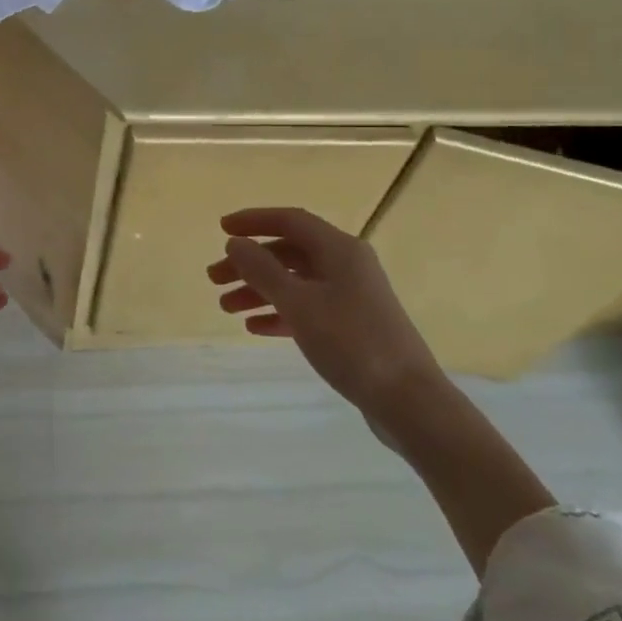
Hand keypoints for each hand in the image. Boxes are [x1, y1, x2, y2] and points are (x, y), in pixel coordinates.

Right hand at [206, 207, 441, 415]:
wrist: (408, 400)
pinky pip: (308, 308)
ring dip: (259, 290)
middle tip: (214, 279)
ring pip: (296, 282)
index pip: (290, 221)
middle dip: (250, 263)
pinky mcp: (352, 325)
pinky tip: (255, 327)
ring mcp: (351, 296)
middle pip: (288, 253)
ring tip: (226, 308)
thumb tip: (235, 242)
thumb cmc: (351, 343)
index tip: (221, 228)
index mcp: (339, 249)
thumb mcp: (299, 304)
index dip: (253, 221)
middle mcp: (346, 265)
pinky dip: (280, 313)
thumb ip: (263, 270)